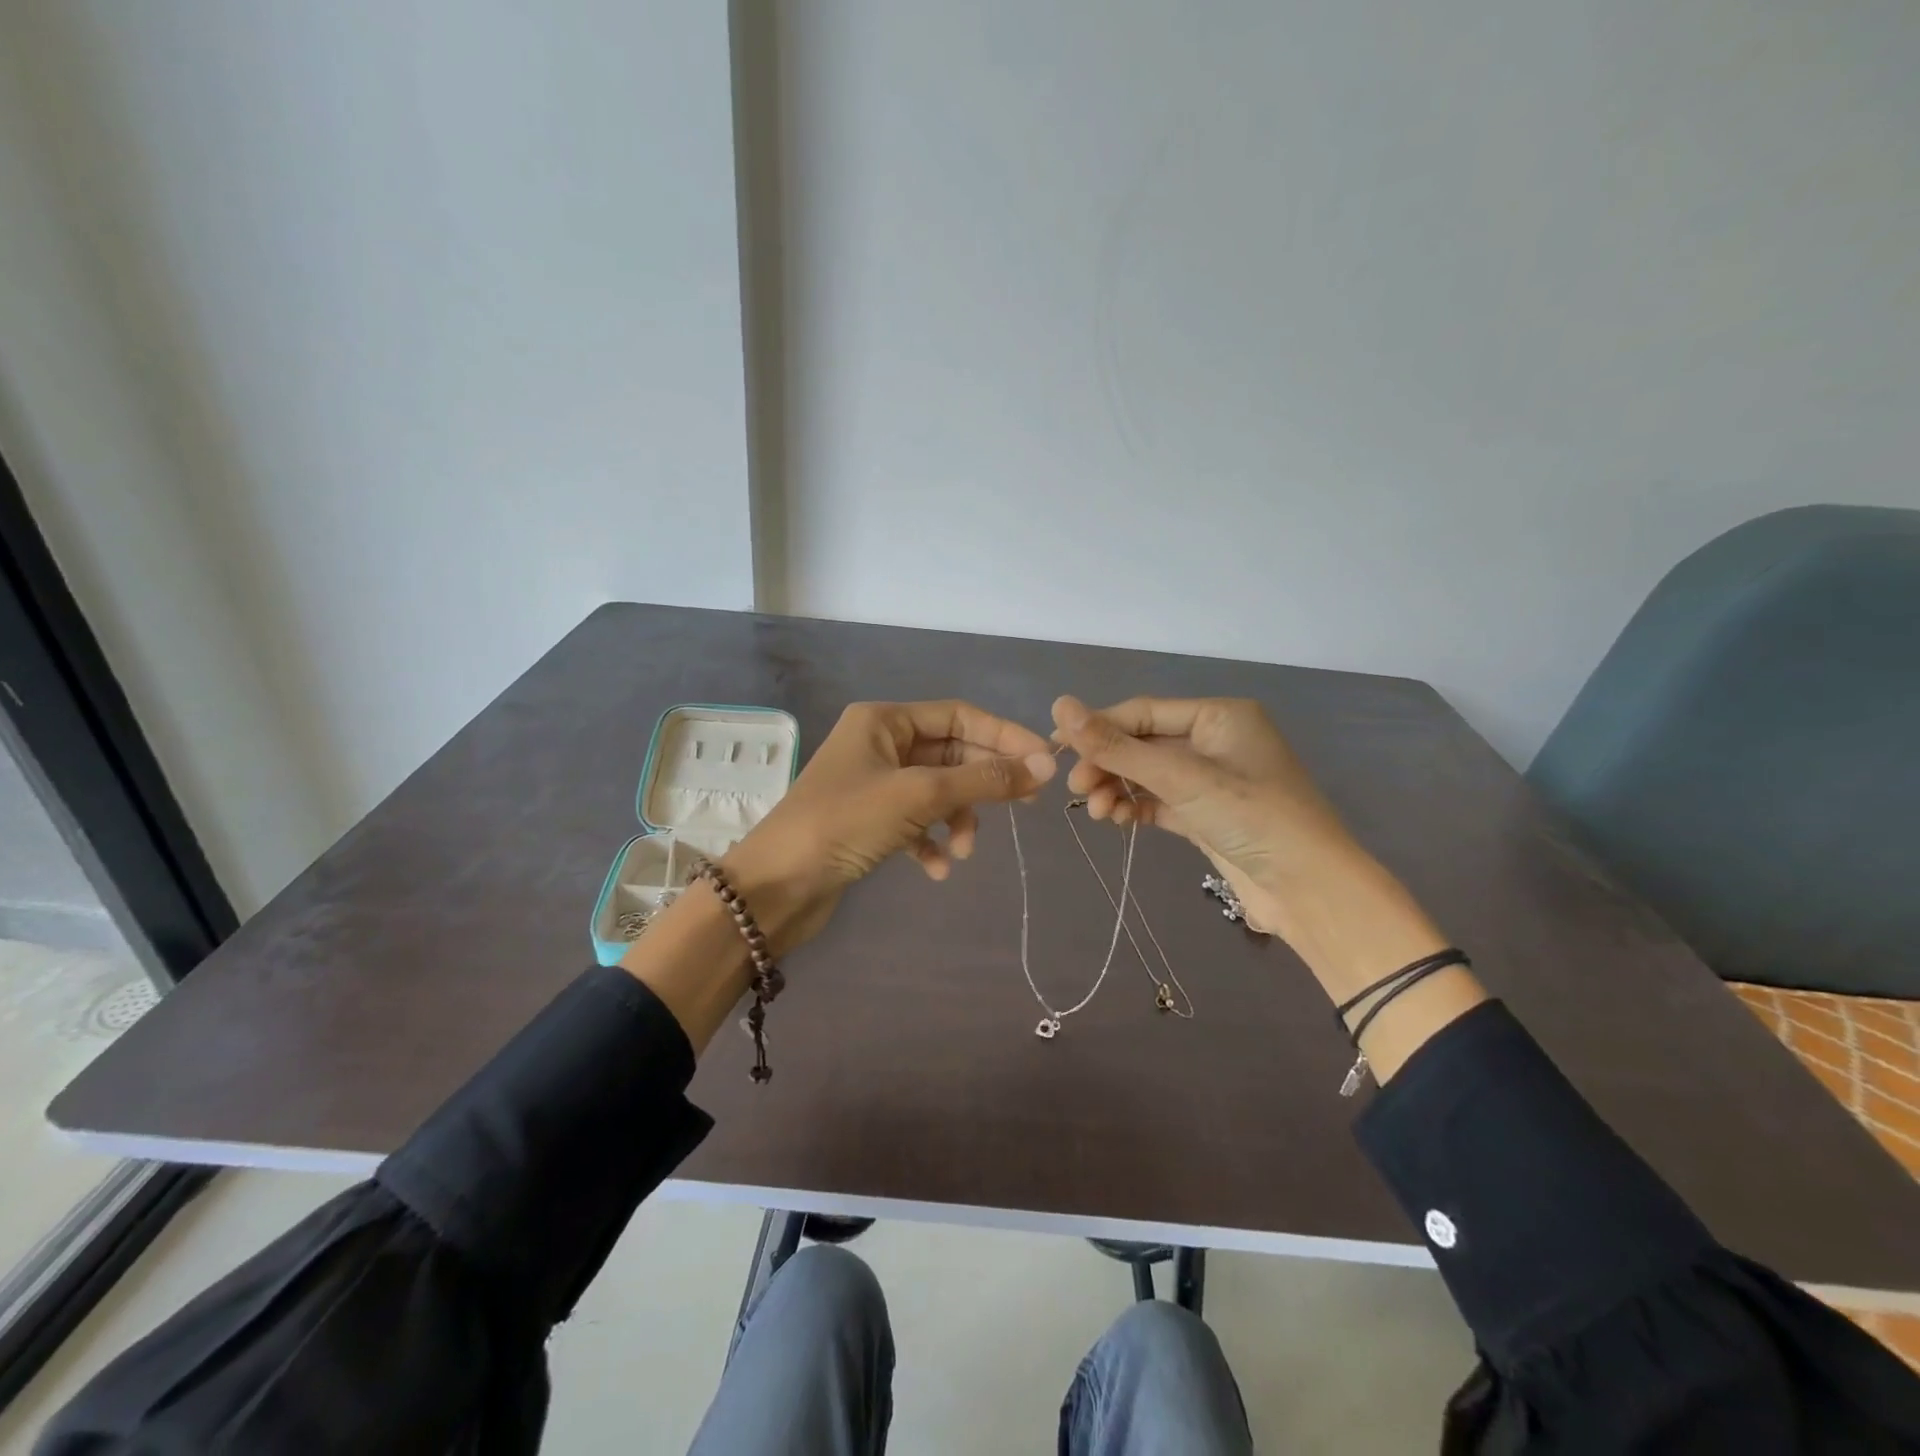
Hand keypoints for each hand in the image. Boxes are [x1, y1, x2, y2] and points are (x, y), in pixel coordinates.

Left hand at [723, 701, 1056, 955]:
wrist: (776, 887)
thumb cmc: (845, 823)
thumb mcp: (920, 795)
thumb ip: (984, 780)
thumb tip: (1044, 767)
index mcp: (884, 721)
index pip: (959, 716)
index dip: (1004, 736)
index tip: (1044, 763)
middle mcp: (879, 744)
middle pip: (951, 754)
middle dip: (984, 782)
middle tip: (1026, 805)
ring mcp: (873, 784)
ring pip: (936, 791)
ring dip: (958, 817)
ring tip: (964, 849)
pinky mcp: (868, 822)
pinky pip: (915, 822)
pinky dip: (931, 841)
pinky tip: (937, 868)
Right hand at [1050, 695, 1371, 941]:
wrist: (1310, 889)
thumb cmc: (1251, 816)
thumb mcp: (1180, 777)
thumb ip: (1117, 746)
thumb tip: (1060, 706)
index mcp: (1218, 715)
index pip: (1142, 711)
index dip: (1097, 728)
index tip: (1056, 749)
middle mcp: (1214, 741)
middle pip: (1143, 743)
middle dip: (1108, 765)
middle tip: (1077, 790)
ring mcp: (1211, 780)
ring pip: (1148, 774)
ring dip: (1119, 788)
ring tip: (1100, 813)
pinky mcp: (1206, 814)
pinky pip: (1160, 800)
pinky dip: (1137, 807)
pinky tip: (1119, 820)